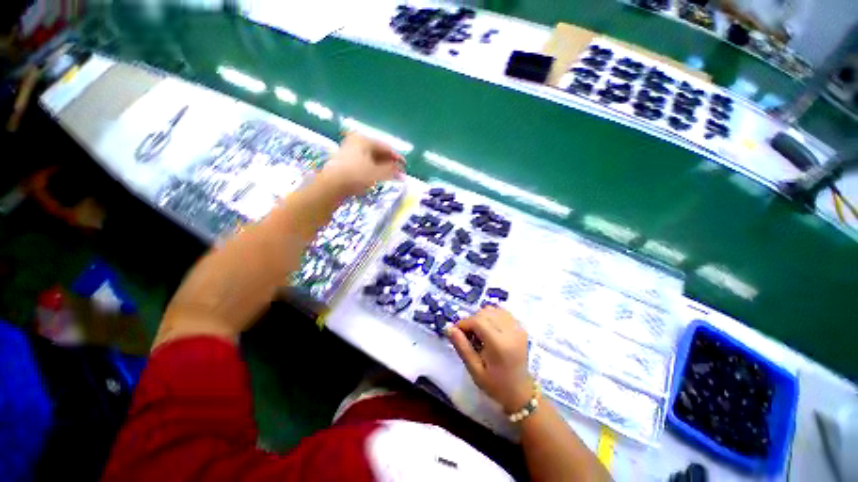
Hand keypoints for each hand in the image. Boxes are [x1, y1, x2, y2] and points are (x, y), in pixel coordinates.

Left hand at [317, 132, 404, 196]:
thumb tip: (401, 172)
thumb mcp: (377, 173)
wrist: (330, 186)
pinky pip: (359, 165)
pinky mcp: (340, 164)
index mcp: (364, 139)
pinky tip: (371, 180)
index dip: (396, 158)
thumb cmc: (356, 175)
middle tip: (396, 173)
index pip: (385, 147)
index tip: (404, 167)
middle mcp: (354, 142)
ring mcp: (346, 152)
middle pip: (376, 152)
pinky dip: (367, 171)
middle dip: (387, 163)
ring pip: (367, 159)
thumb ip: (391, 171)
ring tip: (386, 178)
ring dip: (378, 168)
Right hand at [446, 306, 532, 412]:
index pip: (478, 321)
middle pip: (486, 312)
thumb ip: (462, 348)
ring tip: (478, 335)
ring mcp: (519, 329)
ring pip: (496, 310)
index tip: (455, 334)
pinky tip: (489, 332)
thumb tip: (449, 329)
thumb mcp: (474, 370)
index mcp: (500, 344)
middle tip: (467, 337)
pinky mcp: (522, 329)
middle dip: (472, 320)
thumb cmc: (495, 384)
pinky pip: (505, 314)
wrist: (519, 390)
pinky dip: (493, 318)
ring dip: (483, 318)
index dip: (463, 324)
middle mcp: (511, 331)